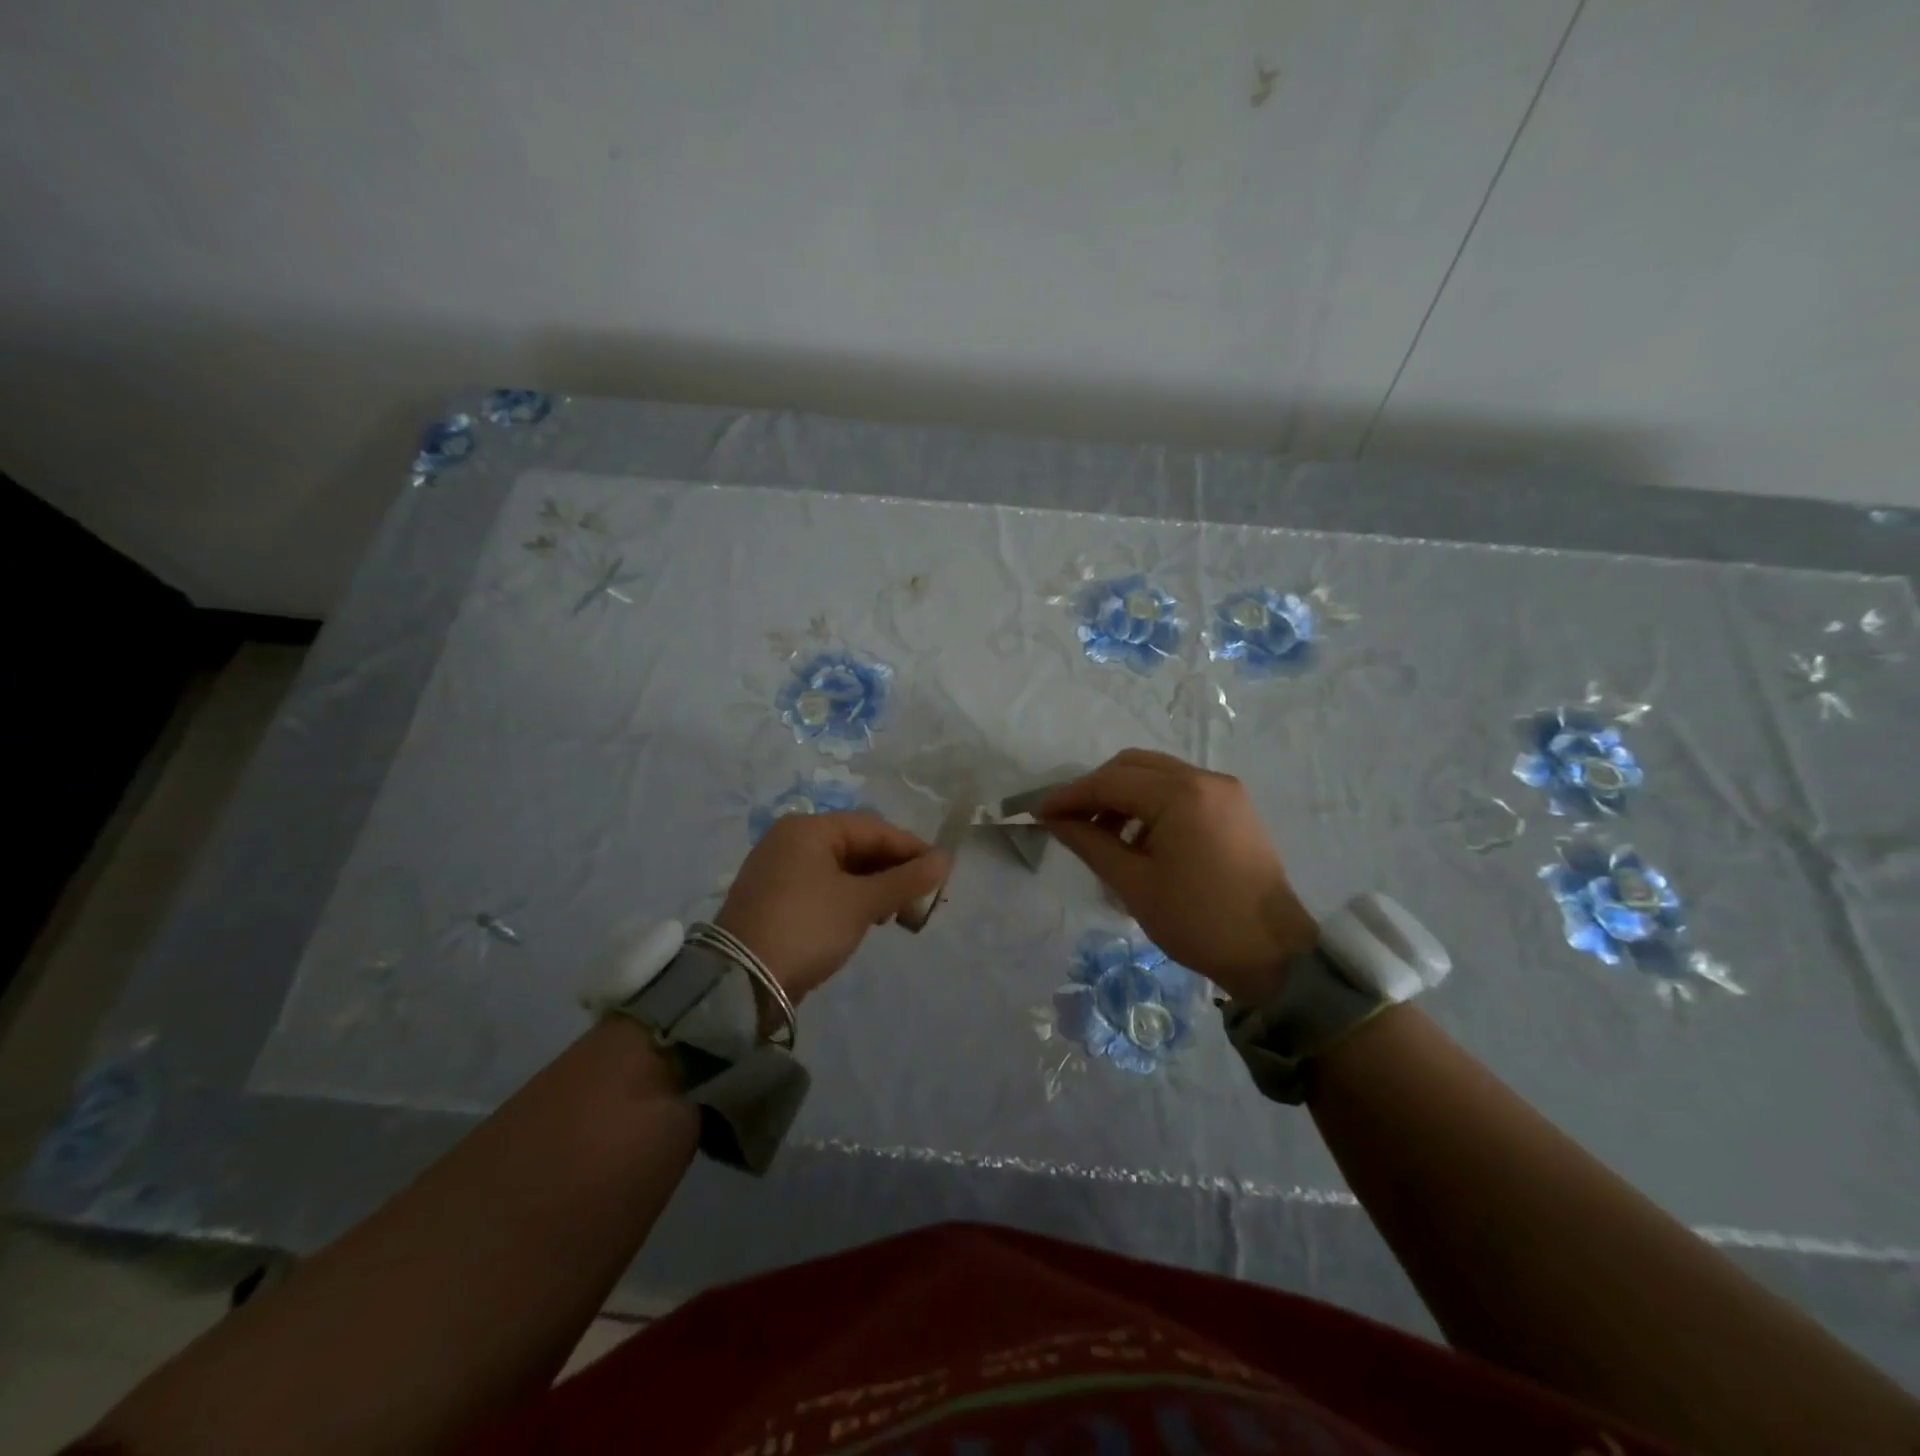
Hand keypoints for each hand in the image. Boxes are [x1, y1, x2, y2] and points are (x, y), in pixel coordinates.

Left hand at [715, 812, 948, 1002]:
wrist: (741, 983)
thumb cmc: (806, 927)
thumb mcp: (861, 902)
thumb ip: (906, 879)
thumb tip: (947, 859)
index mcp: (809, 829)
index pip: (873, 828)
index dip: (911, 849)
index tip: (941, 873)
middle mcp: (791, 840)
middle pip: (857, 845)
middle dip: (892, 870)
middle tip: (919, 899)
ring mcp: (779, 869)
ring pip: (841, 867)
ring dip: (874, 886)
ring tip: (895, 913)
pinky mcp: (775, 898)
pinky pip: (824, 886)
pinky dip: (850, 897)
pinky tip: (867, 918)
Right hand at [1039, 749, 1316, 1002]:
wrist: (1273, 955)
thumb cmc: (1197, 922)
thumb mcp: (1134, 884)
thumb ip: (1089, 843)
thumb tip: (1054, 821)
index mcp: (1180, 795)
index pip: (1110, 782)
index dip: (1070, 795)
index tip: (1039, 813)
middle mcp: (1204, 778)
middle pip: (1133, 765)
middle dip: (1096, 789)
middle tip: (1070, 821)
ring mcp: (1224, 790)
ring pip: (1156, 774)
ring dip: (1123, 795)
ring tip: (1102, 835)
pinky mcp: (1234, 806)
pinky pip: (1180, 789)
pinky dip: (1151, 803)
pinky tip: (1139, 838)